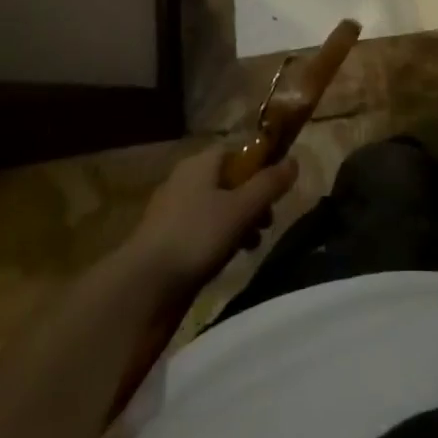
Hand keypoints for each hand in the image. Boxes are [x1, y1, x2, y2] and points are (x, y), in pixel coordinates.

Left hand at [123, 146, 297, 290]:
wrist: (143, 287)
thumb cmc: (196, 236)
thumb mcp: (241, 208)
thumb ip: (269, 184)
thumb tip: (294, 160)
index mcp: (201, 162)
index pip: (237, 150)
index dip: (260, 163)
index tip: (277, 185)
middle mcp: (185, 179)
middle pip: (229, 178)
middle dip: (253, 197)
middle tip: (269, 219)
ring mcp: (173, 210)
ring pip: (217, 205)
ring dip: (240, 220)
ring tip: (254, 243)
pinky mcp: (167, 239)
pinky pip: (203, 228)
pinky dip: (220, 237)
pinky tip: (229, 257)